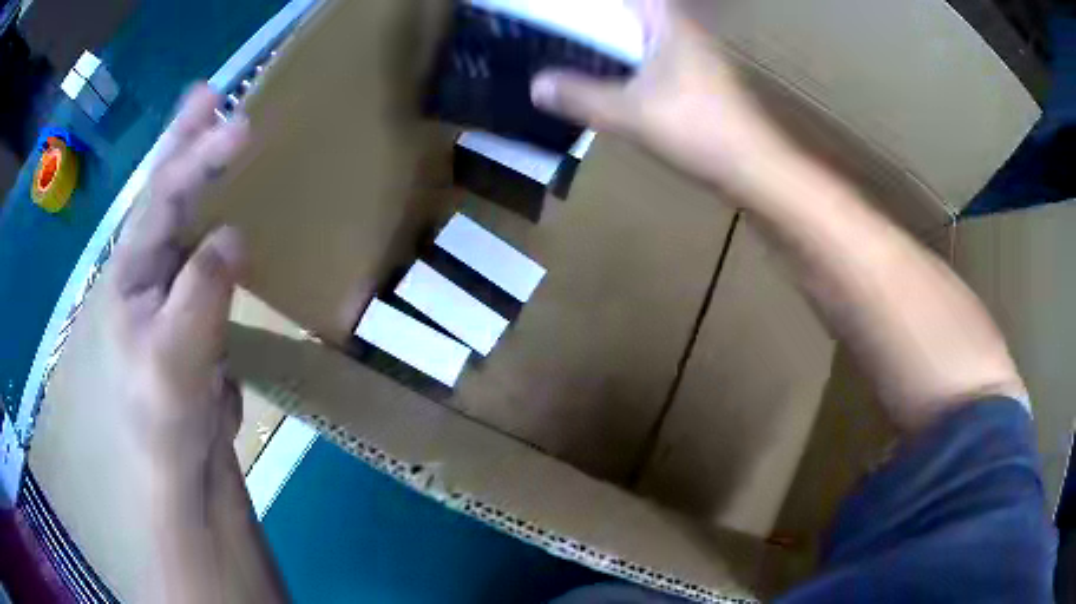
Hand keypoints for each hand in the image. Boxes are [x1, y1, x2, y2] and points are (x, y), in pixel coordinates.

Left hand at [103, 83, 249, 482]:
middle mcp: (147, 269)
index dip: (197, 159)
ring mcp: (172, 287)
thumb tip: (232, 237)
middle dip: (184, 141)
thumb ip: (200, 296)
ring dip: (202, 171)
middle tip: (209, 94)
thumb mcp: (175, 364)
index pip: (161, 202)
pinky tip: (232, 204)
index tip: (241, 125)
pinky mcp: (196, 308)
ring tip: (222, 130)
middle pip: (163, 193)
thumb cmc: (162, 424)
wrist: (179, 470)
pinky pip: (209, 251)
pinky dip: (220, 217)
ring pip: (186, 216)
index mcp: (131, 275)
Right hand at [531, 0, 788, 195]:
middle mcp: (684, 31)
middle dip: (600, 21)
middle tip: (562, 30)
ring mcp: (696, 56)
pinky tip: (614, 80)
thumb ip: (580, 96)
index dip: (599, 5)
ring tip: (576, 49)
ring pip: (646, 36)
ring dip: (615, 41)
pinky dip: (632, 62)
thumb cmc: (697, 129)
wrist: (753, 167)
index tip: (566, 12)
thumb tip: (536, 86)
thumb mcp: (630, 113)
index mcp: (669, 23)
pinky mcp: (700, 81)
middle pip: (634, 14)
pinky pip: (656, 59)